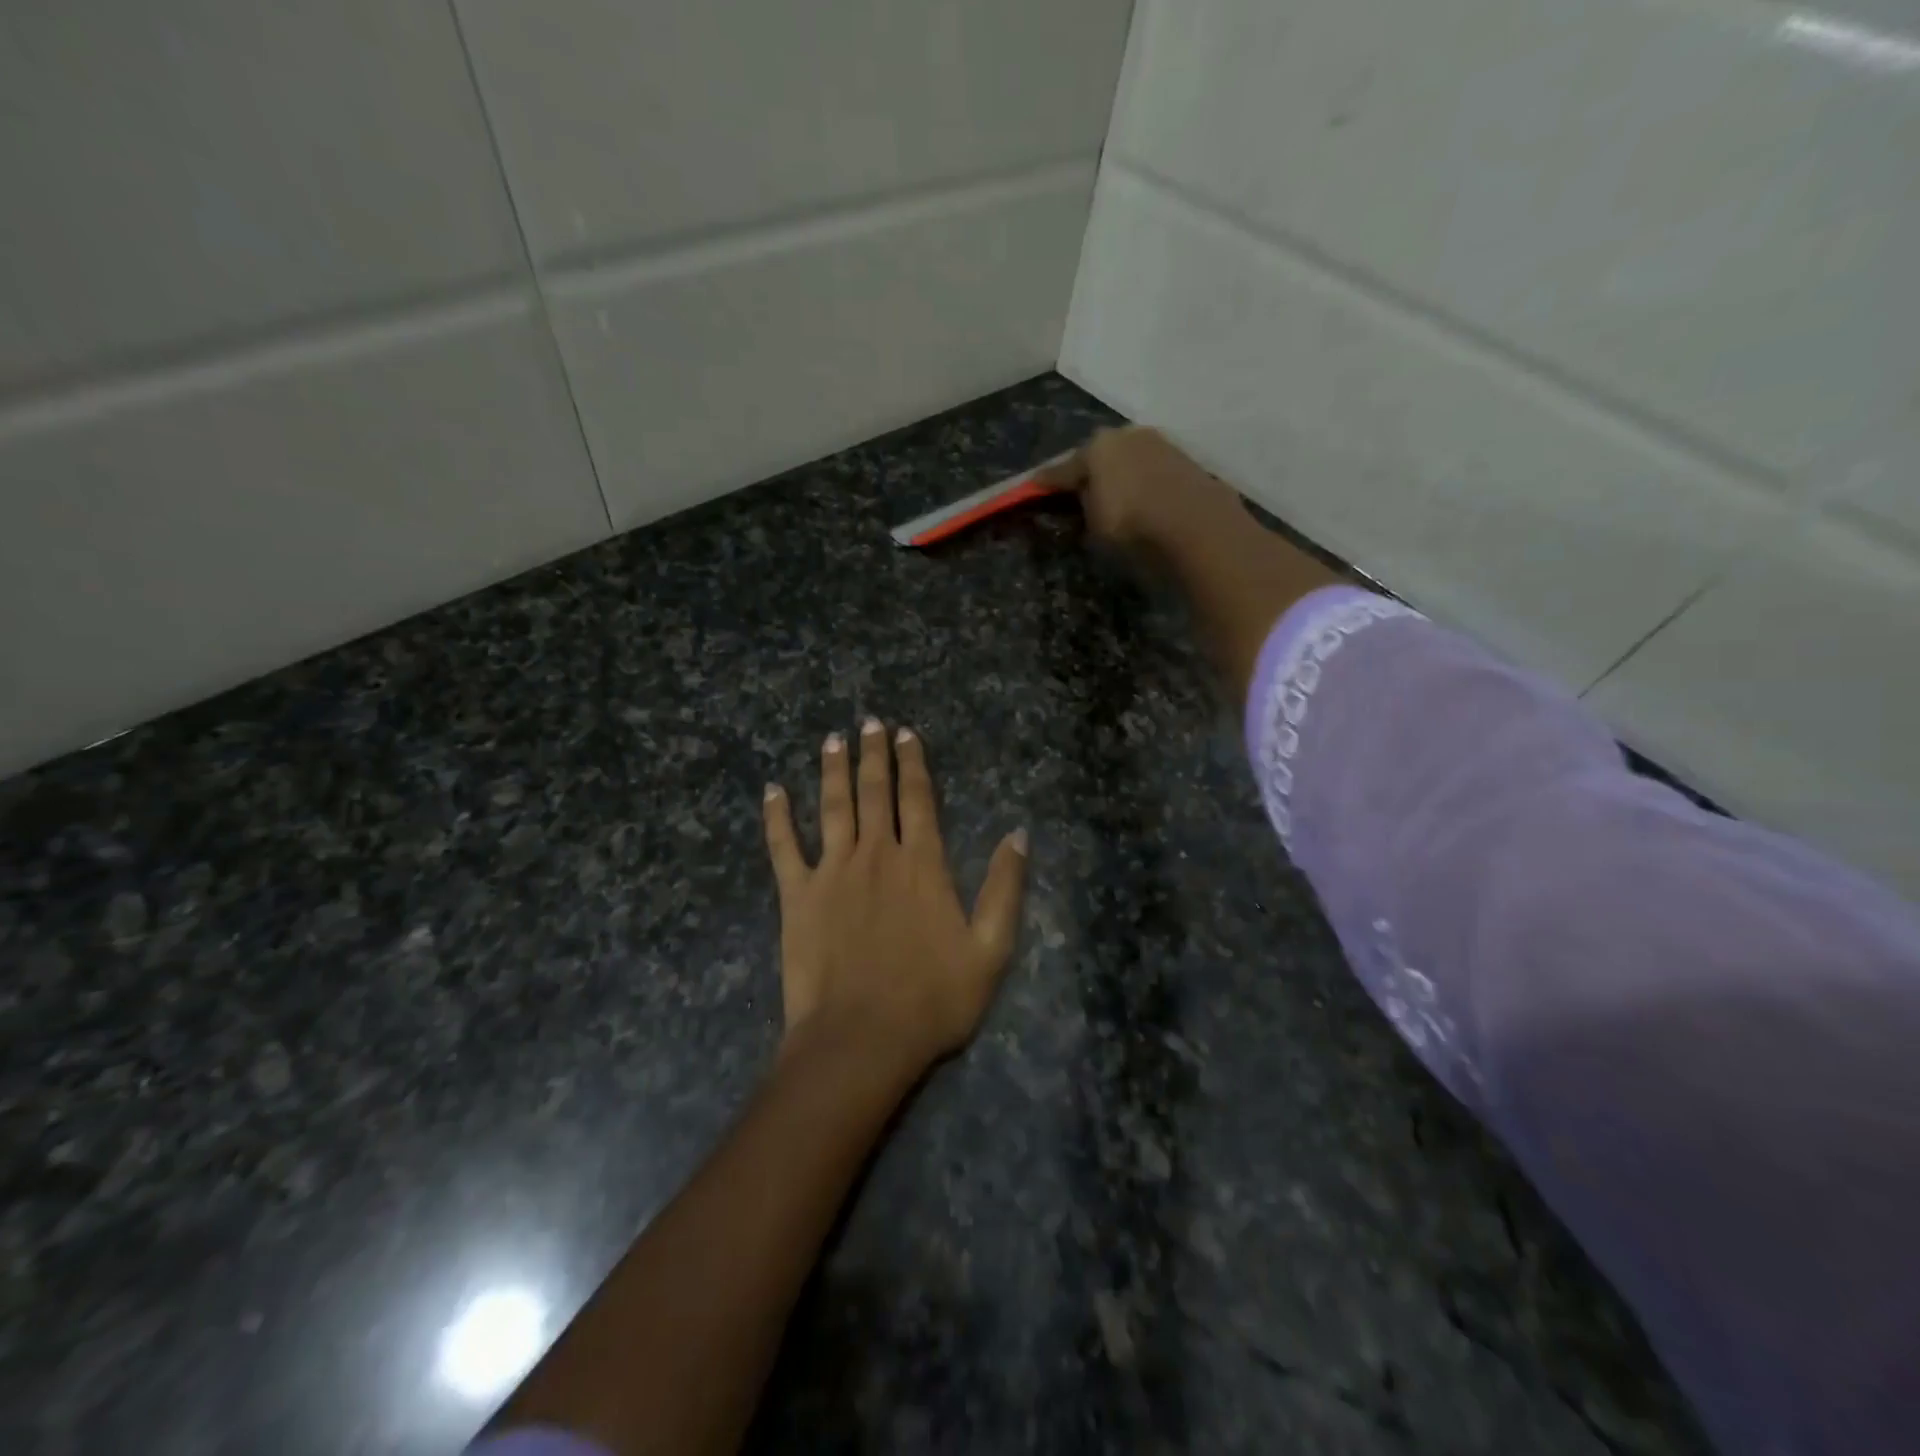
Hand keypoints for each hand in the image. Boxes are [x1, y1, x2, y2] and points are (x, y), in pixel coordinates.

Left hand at [763, 719, 1028, 1076]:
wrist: (862, 1039)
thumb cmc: (932, 999)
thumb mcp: (991, 949)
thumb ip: (1005, 888)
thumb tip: (1018, 833)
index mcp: (922, 865)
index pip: (918, 799)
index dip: (913, 763)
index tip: (906, 734)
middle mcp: (877, 855)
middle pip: (875, 792)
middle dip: (873, 755)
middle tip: (869, 722)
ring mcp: (832, 872)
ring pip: (832, 807)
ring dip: (833, 770)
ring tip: (832, 739)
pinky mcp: (797, 896)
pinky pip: (783, 847)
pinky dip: (777, 817)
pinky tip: (773, 790)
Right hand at [1037, 425, 1229, 551]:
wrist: (1197, 526)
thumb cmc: (1132, 526)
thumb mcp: (1095, 524)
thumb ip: (1085, 504)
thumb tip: (1086, 496)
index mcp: (1097, 447)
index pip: (1064, 468)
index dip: (1047, 482)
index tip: (1033, 488)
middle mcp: (1128, 436)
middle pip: (1100, 457)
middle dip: (1089, 473)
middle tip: (1079, 493)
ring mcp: (1161, 445)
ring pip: (1130, 461)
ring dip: (1121, 476)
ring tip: (1115, 499)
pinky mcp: (1187, 461)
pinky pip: (1153, 473)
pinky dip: (1145, 484)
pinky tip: (1145, 501)